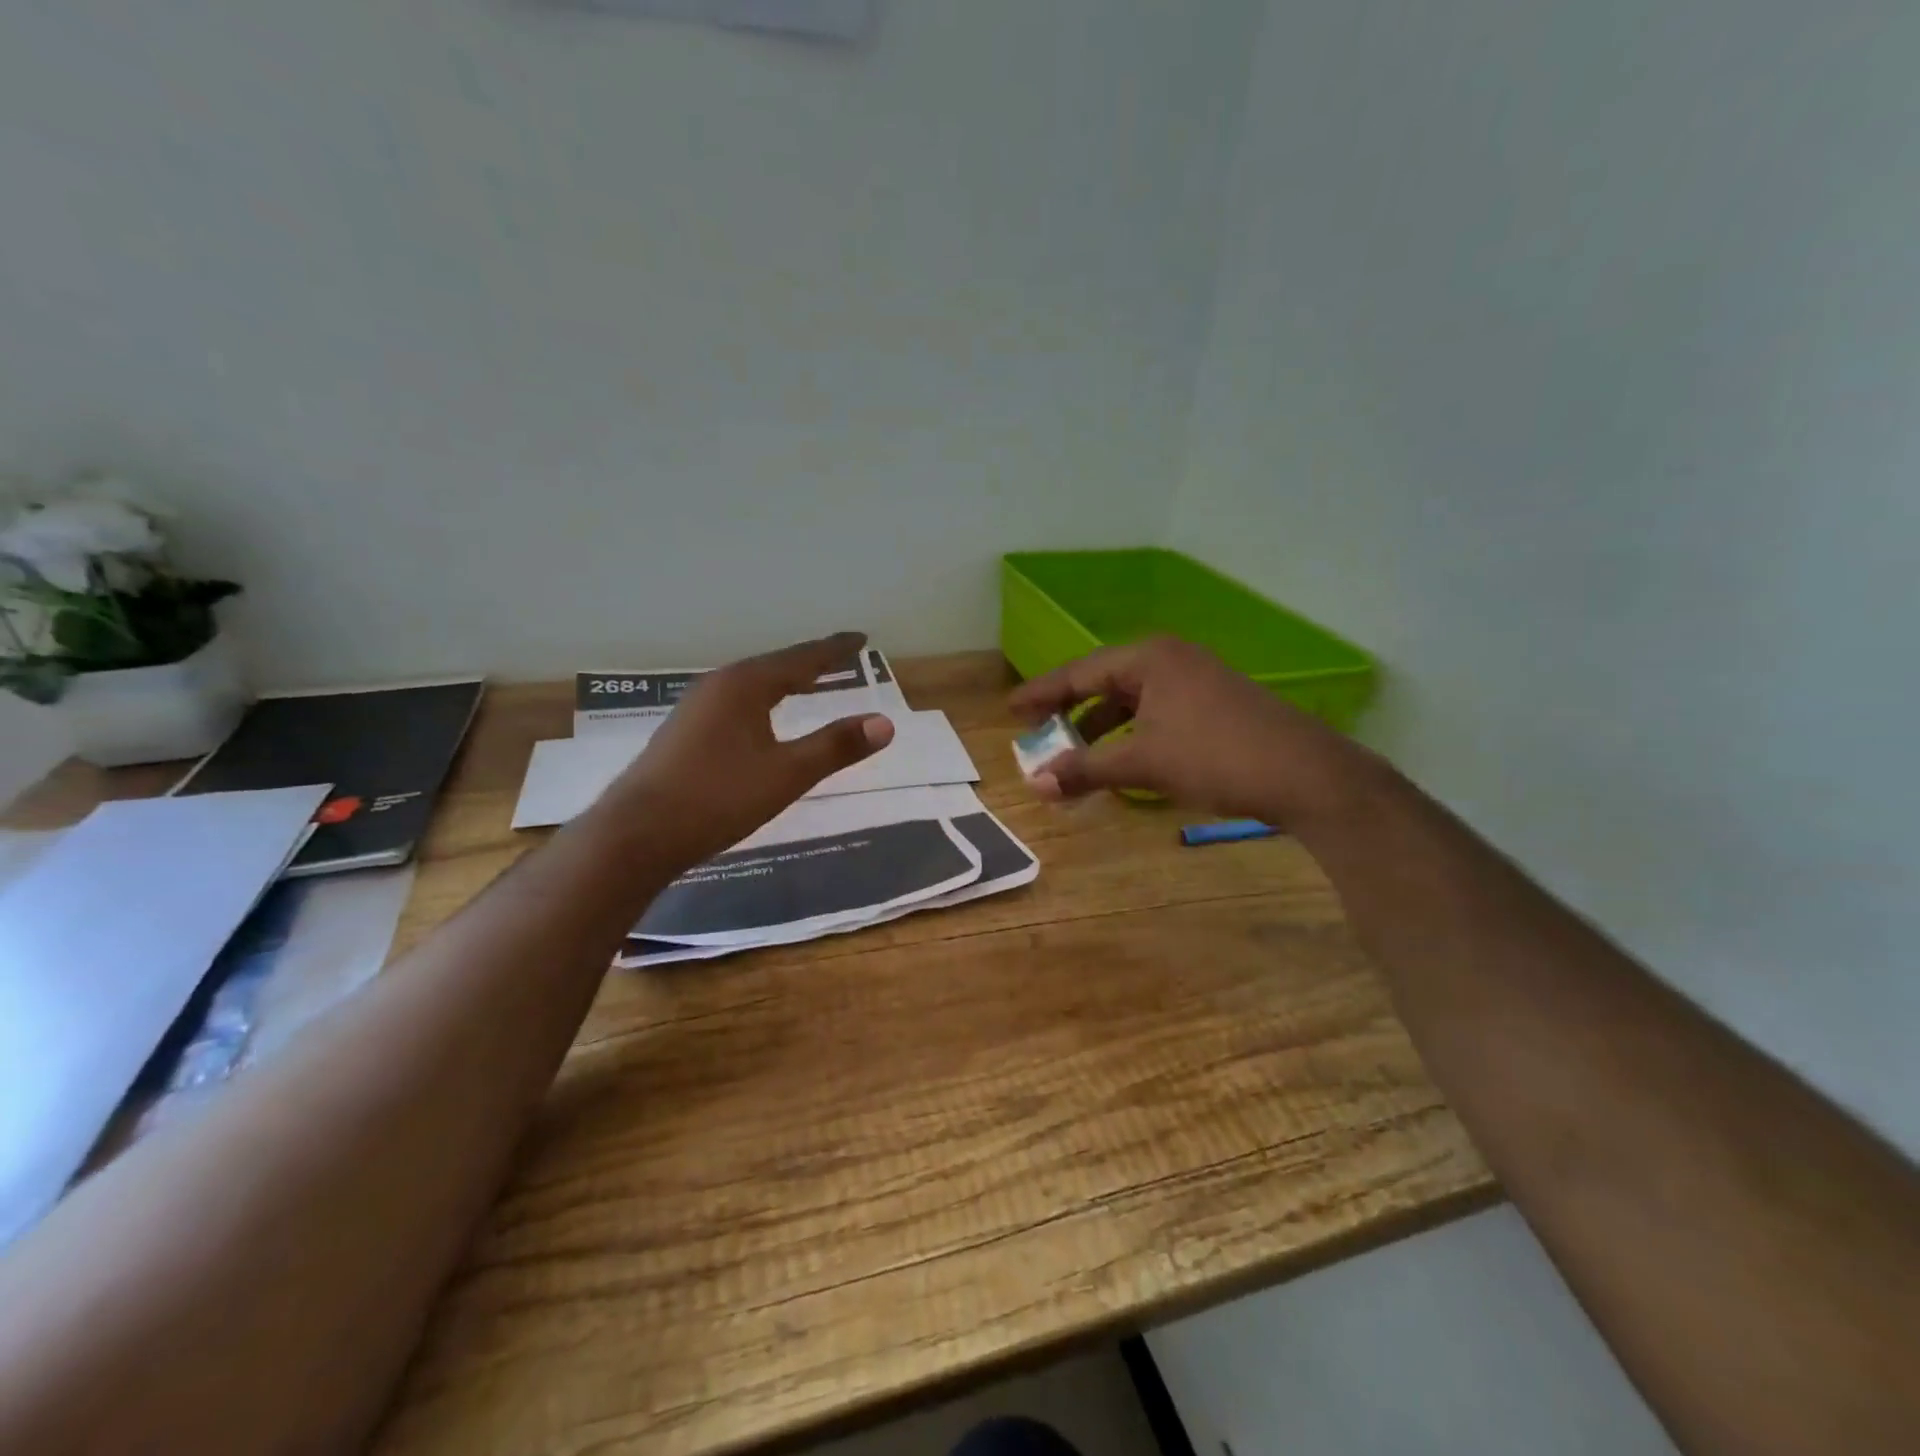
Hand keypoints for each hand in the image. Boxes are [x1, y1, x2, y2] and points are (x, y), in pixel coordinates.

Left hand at [602, 632, 894, 865]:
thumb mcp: (787, 774)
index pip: (802, 658)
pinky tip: (761, 720)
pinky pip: (736, 703)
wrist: (637, 834)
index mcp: (745, 685)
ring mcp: (696, 709)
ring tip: (807, 683)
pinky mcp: (684, 733)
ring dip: (783, 682)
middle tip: (840, 658)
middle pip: (774, 666)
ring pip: (752, 685)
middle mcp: (718, 686)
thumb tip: (885, 723)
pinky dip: (762, 701)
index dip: (835, 649)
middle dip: (809, 663)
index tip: (861, 638)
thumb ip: (835, 746)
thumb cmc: (718, 798)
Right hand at [1008, 636, 1381, 830]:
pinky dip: (1131, 734)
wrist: (1306, 774)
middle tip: (1037, 732)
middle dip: (1069, 711)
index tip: (1010, 711)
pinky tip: (1123, 759)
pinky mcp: (1214, 703)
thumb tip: (1035, 785)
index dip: (1041, 694)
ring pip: (1132, 700)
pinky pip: (1155, 712)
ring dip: (1100, 727)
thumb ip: (1085, 770)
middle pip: (1103, 682)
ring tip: (1075, 754)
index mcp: (1148, 659)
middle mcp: (1170, 659)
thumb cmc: (1215, 757)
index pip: (1079, 672)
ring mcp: (1196, 679)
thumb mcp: (1143, 764)